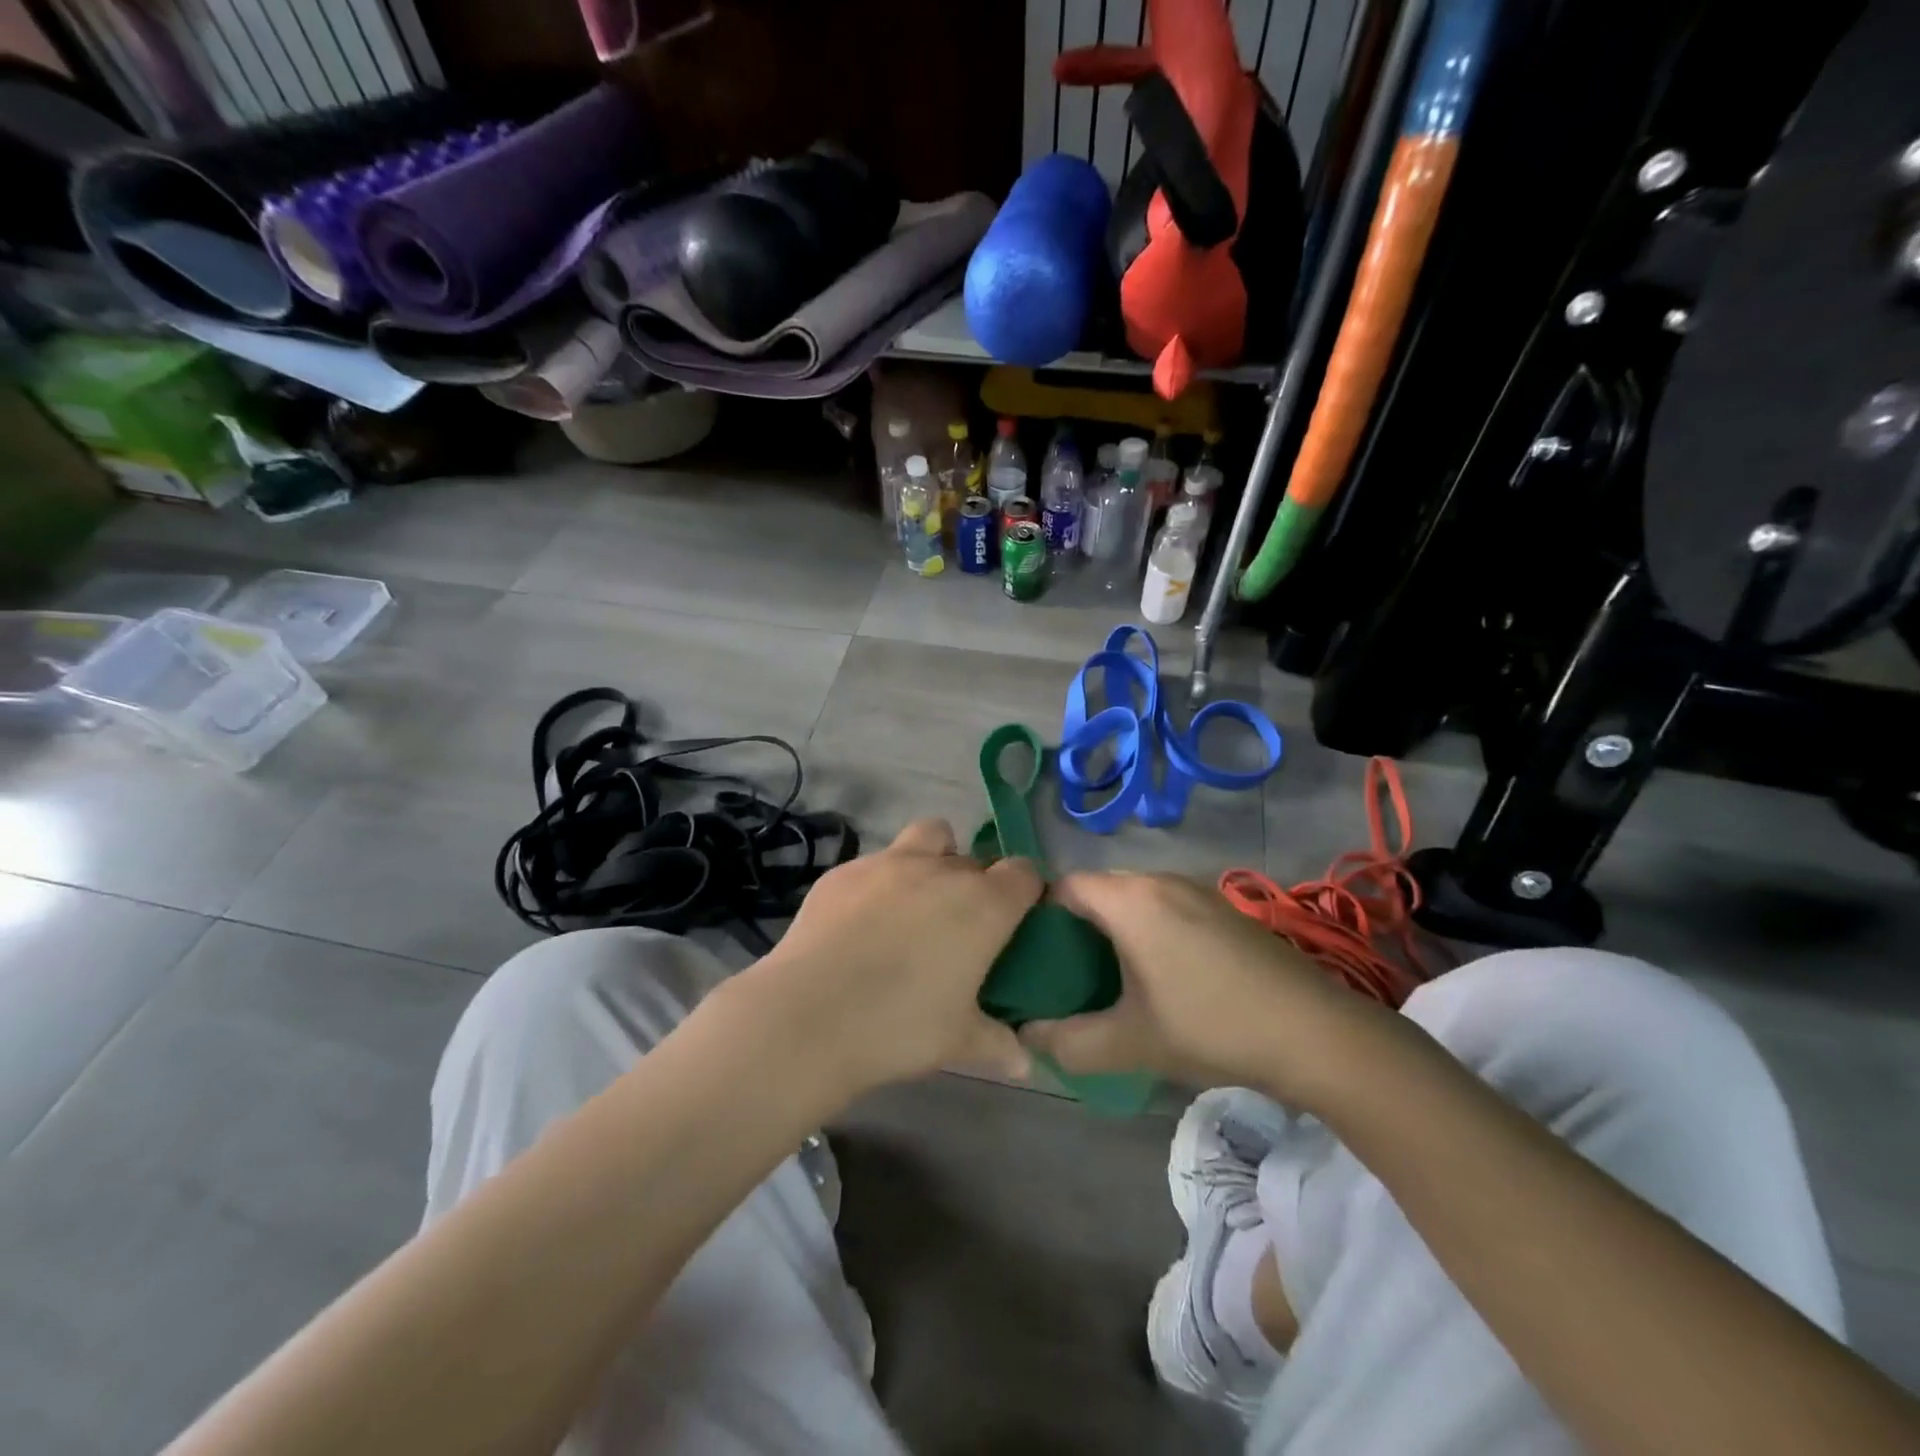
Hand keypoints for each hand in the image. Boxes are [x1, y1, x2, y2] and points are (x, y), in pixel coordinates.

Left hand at [732, 819, 1043, 1099]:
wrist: (807, 1015)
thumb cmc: (899, 1027)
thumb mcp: (958, 1042)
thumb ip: (998, 1044)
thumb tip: (1025, 1064)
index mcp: (983, 904)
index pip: (1025, 873)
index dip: (1027, 891)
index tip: (1019, 919)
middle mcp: (942, 870)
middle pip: (976, 858)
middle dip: (978, 883)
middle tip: (963, 926)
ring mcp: (889, 862)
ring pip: (930, 836)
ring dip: (936, 858)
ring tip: (918, 901)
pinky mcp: (845, 870)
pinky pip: (878, 861)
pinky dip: (883, 881)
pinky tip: (864, 920)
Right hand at [1019, 872, 1386, 1104]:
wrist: (1315, 1032)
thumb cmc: (1211, 1026)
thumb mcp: (1130, 1043)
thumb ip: (1067, 1041)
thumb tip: (1024, 1034)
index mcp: (1130, 900)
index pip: (1063, 887)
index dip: (1039, 917)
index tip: (1032, 958)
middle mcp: (1159, 880)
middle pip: (1097, 889)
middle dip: (1074, 926)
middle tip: (1064, 973)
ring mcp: (1196, 890)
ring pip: (1133, 898)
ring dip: (1113, 928)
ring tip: (1107, 977)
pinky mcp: (1222, 908)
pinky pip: (1164, 906)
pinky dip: (1146, 929)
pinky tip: (1159, 975)